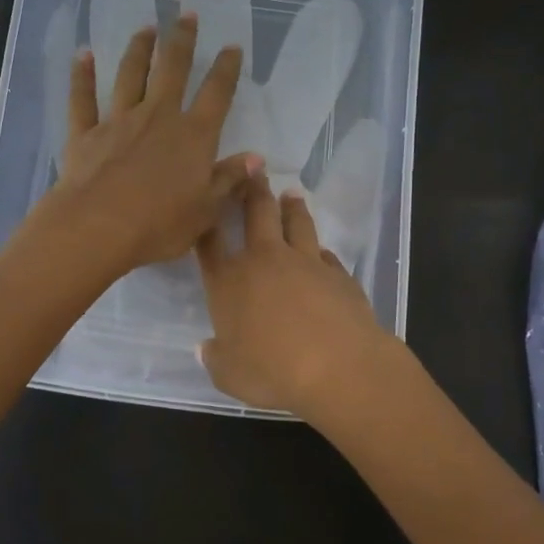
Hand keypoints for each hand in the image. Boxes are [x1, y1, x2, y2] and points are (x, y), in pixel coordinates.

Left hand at [47, 13, 257, 276]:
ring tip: (146, 28)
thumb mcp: (205, 210)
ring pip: (130, 75)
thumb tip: (255, 158)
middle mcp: (158, 117)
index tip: (232, 47)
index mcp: (193, 136)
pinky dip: (82, 75)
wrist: (98, 228)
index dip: (226, 69)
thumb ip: (229, 180)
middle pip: (172, 70)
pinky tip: (83, 54)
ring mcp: (118, 121)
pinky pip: (83, 98)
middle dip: (182, 40)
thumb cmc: (159, 225)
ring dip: (139, 49)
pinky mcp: (85, 133)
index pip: (216, 94)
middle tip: (187, 14)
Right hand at [195, 175, 396, 417]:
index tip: (208, 202)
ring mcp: (305, 263)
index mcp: (229, 281)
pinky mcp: (338, 274)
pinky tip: (320, 251)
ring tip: (291, 193)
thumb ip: (215, 358)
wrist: (338, 366)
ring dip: (291, 207)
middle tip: (254, 168)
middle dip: (252, 189)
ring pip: (296, 223)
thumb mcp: (229, 375)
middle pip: (256, 214)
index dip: (206, 222)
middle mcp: (264, 261)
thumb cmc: (272, 371)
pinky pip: (325, 254)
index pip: (210, 243)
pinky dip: (319, 250)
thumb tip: (206, 348)